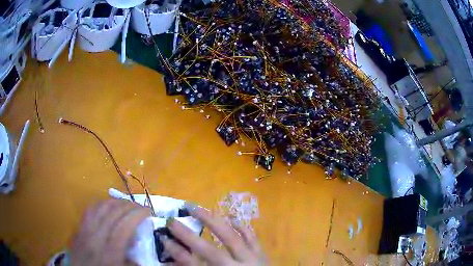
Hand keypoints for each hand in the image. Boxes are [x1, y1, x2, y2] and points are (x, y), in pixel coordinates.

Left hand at [70, 199, 150, 265]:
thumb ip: (133, 261)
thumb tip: (139, 247)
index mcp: (110, 251)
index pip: (124, 225)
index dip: (137, 214)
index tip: (148, 211)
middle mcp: (96, 236)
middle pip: (112, 212)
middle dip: (129, 205)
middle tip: (140, 207)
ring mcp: (85, 230)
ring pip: (100, 207)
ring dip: (115, 202)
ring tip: (126, 204)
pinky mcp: (79, 227)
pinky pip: (89, 209)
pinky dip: (101, 203)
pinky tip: (107, 206)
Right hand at [164, 203, 266, 265]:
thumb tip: (177, 258)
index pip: (194, 265)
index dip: (177, 252)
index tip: (164, 238)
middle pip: (209, 251)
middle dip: (188, 235)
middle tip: (172, 221)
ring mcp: (251, 259)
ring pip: (230, 237)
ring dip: (212, 221)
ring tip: (196, 208)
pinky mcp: (261, 254)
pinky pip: (252, 237)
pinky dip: (241, 226)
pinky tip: (231, 218)